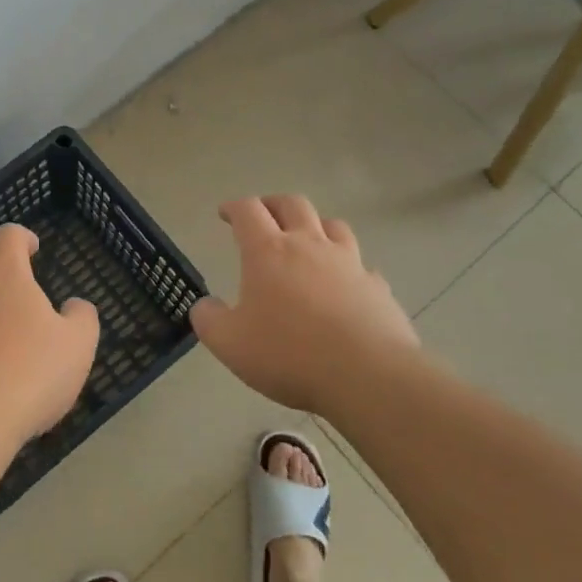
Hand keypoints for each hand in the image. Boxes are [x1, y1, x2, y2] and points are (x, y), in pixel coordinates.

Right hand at [190, 195, 419, 415]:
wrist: (368, 376)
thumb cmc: (289, 354)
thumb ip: (209, 320)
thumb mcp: (229, 343)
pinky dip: (348, 267)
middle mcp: (309, 245)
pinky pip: (361, 265)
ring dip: (315, 225)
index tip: (225, 213)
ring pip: (333, 225)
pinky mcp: (377, 287)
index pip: (248, 211)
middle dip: (273, 204)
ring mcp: (349, 263)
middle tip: (264, 216)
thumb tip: (204, 305)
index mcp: (268, 251)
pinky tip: (344, 285)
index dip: (234, 207)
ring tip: (307, 240)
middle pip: (292, 204)